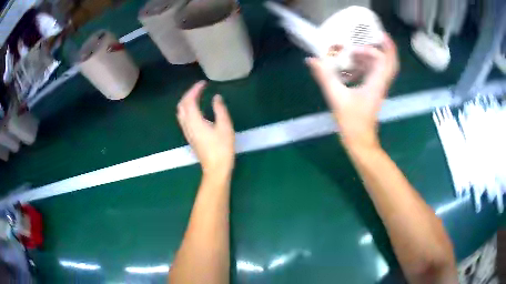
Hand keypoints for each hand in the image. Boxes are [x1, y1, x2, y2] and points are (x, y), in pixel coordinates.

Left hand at [177, 81, 234, 177]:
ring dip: (187, 101)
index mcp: (195, 121)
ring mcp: (187, 131)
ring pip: (181, 112)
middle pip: (182, 105)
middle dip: (189, 94)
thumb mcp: (225, 126)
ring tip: (197, 95)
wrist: (215, 168)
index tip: (204, 83)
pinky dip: (187, 109)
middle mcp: (187, 125)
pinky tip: (196, 109)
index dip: (195, 89)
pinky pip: (183, 118)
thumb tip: (216, 97)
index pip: (189, 100)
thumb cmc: (222, 148)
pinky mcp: (190, 136)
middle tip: (200, 88)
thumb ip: (220, 109)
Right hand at [307, 33, 398, 148]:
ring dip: (373, 55)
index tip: (361, 44)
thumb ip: (324, 76)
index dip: (375, 49)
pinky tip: (353, 64)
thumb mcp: (336, 97)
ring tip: (358, 49)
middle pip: (390, 62)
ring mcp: (379, 88)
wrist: (360, 141)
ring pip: (383, 67)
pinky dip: (367, 65)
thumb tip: (311, 60)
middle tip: (371, 37)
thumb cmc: (351, 122)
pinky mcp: (374, 92)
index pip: (384, 60)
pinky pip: (375, 73)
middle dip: (384, 47)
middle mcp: (381, 84)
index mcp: (376, 84)